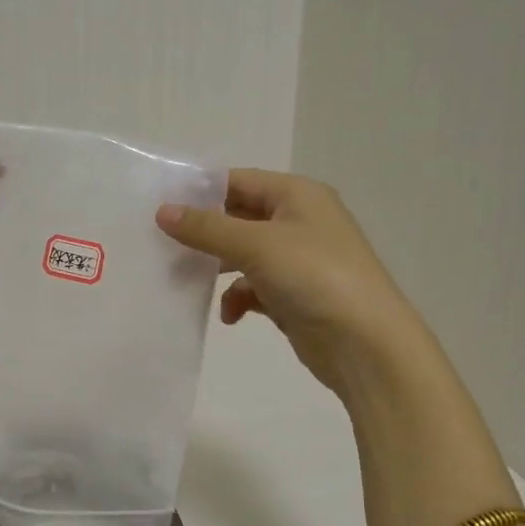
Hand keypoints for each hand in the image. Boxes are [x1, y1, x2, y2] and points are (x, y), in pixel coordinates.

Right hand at [156, 169, 432, 401]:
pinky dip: (238, 298)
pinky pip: (254, 287)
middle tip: (161, 245)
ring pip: (242, 254)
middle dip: (203, 233)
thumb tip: (162, 211)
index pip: (238, 181)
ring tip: (185, 281)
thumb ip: (206, 228)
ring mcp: (297, 260)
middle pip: (238, 217)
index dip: (199, 192)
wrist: (366, 344)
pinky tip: (230, 316)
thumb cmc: (314, 277)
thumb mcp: (255, 244)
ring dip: (216, 268)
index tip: (158, 206)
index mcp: (297, 195)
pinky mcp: (294, 295)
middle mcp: (299, 221)